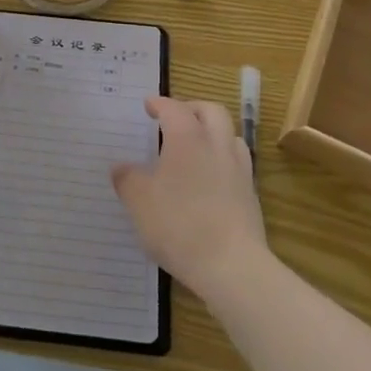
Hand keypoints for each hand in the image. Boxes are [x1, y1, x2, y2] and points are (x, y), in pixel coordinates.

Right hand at [111, 97, 267, 299]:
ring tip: (195, 147)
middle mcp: (216, 145)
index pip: (173, 108)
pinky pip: (237, 163)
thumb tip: (120, 167)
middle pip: (211, 111)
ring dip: (213, 132)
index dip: (159, 103)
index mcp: (187, 138)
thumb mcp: (139, 202)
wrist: (232, 266)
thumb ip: (127, 180)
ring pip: (230, 135)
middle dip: (192, 108)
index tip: (148, 105)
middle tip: (175, 118)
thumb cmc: (179, 225)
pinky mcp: (250, 195)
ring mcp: (238, 169)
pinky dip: (222, 160)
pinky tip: (210, 179)